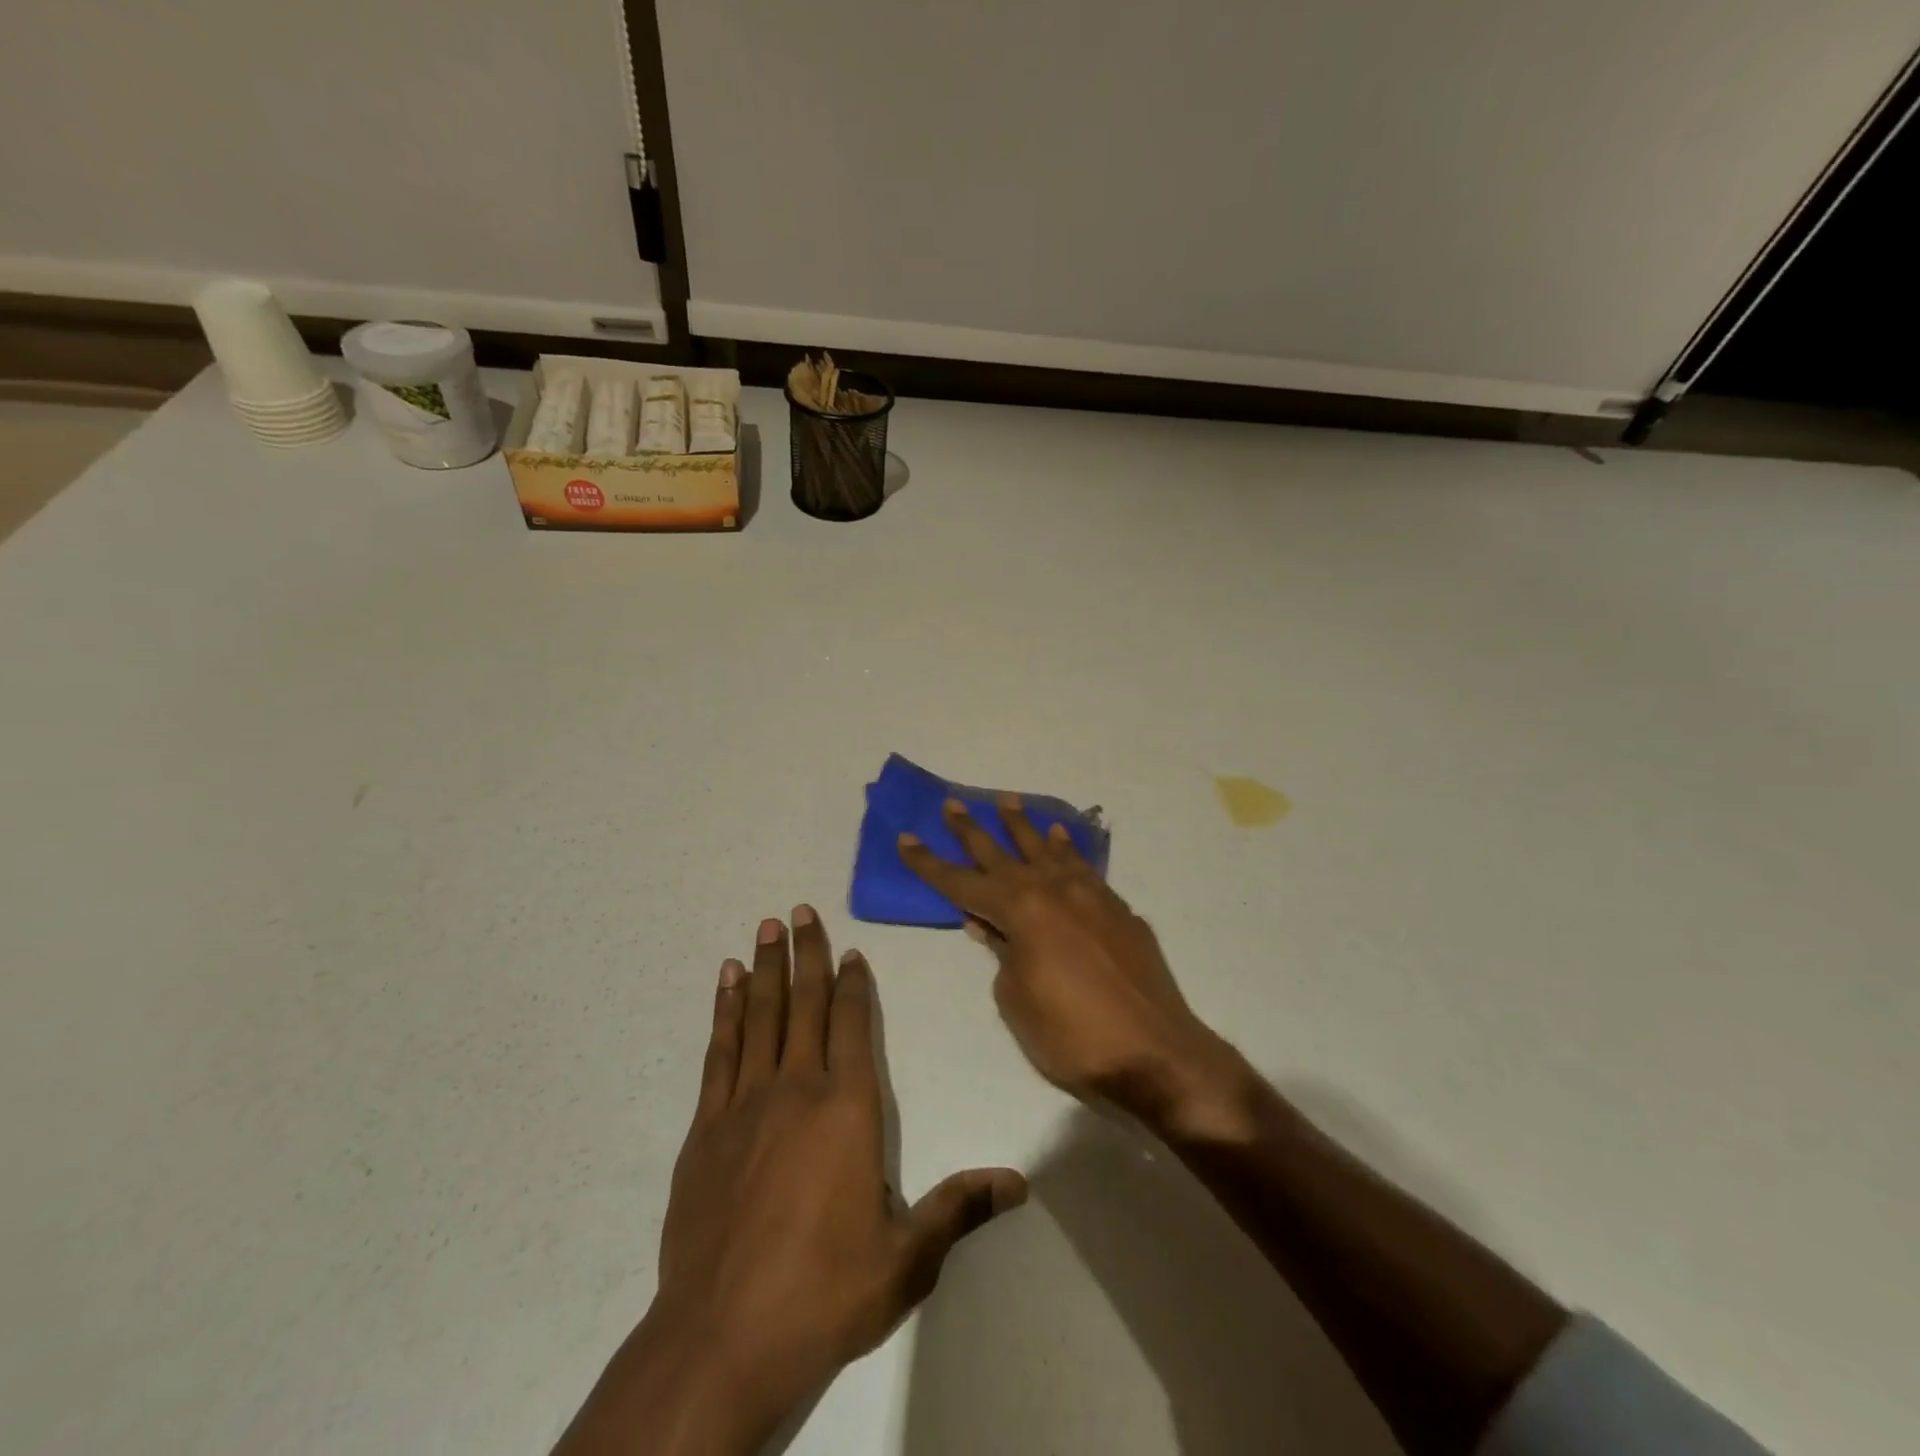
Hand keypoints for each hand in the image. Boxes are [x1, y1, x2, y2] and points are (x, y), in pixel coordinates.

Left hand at [555, 908, 1025, 1455]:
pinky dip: (725, 1010)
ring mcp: (746, 1103)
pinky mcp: (707, 1126)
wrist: (721, 1338)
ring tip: (767, 927)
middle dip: (805, 953)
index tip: (849, 951)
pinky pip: (720, 1050)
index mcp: (848, 1109)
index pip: (852, 1026)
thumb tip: (1018, 1182)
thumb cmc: (823, 1292)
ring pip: (760, 1016)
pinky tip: (726, 983)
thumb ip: (958, 1209)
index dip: (852, 984)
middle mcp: (797, 1089)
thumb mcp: (905, 1260)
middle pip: (803, 1004)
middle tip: (800, 910)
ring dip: (765, 968)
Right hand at [898, 799, 1253, 1139]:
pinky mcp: (1117, 909)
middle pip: (1002, 853)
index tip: (906, 838)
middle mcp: (1053, 891)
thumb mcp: (1018, 1002)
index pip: (962, 882)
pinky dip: (1067, 848)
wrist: (1156, 1053)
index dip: (930, 864)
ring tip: (1006, 802)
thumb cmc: (1073, 1037)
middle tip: (952, 802)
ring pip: (1046, 849)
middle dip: (972, 830)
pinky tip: (1059, 836)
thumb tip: (990, 927)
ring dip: (1023, 826)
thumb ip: (1001, 956)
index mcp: (1022, 912)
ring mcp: (1090, 895)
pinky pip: (1083, 866)